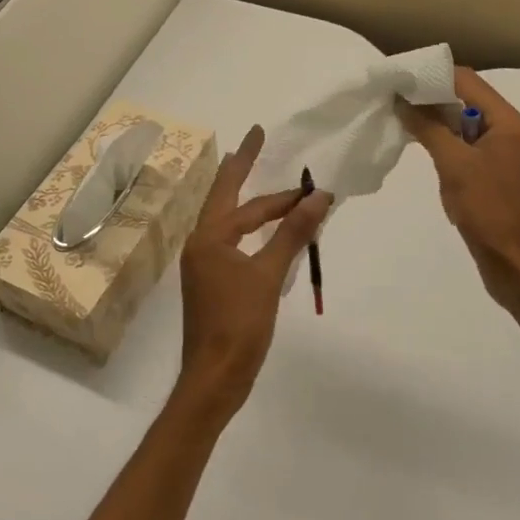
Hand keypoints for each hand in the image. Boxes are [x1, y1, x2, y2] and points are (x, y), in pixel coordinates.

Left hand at [175, 124, 331, 423]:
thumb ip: (293, 233)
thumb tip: (318, 196)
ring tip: (272, 187)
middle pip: (228, 201)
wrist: (214, 378)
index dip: (259, 170)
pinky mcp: (213, 283)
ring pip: (231, 224)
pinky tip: (268, 234)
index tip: (269, 142)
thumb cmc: (239, 324)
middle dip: (250, 177)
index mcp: (208, 237)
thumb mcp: (268, 275)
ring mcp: (205, 265)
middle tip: (267, 149)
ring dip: (254, 207)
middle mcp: (201, 244)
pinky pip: (235, 244)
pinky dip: (254, 232)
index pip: (239, 194)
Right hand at [398, 69, 519, 315]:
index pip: (467, 81)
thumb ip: (429, 128)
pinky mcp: (492, 177)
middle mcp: (508, 132)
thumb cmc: (491, 212)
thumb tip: (402, 99)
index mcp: (508, 123)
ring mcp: (501, 156)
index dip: (431, 75)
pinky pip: (464, 149)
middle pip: (465, 100)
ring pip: (462, 125)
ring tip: (397, 119)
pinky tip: (419, 149)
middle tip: (391, 97)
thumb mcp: (456, 166)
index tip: (397, 77)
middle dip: (429, 97)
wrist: (519, 267)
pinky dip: (442, 144)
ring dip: (433, 121)